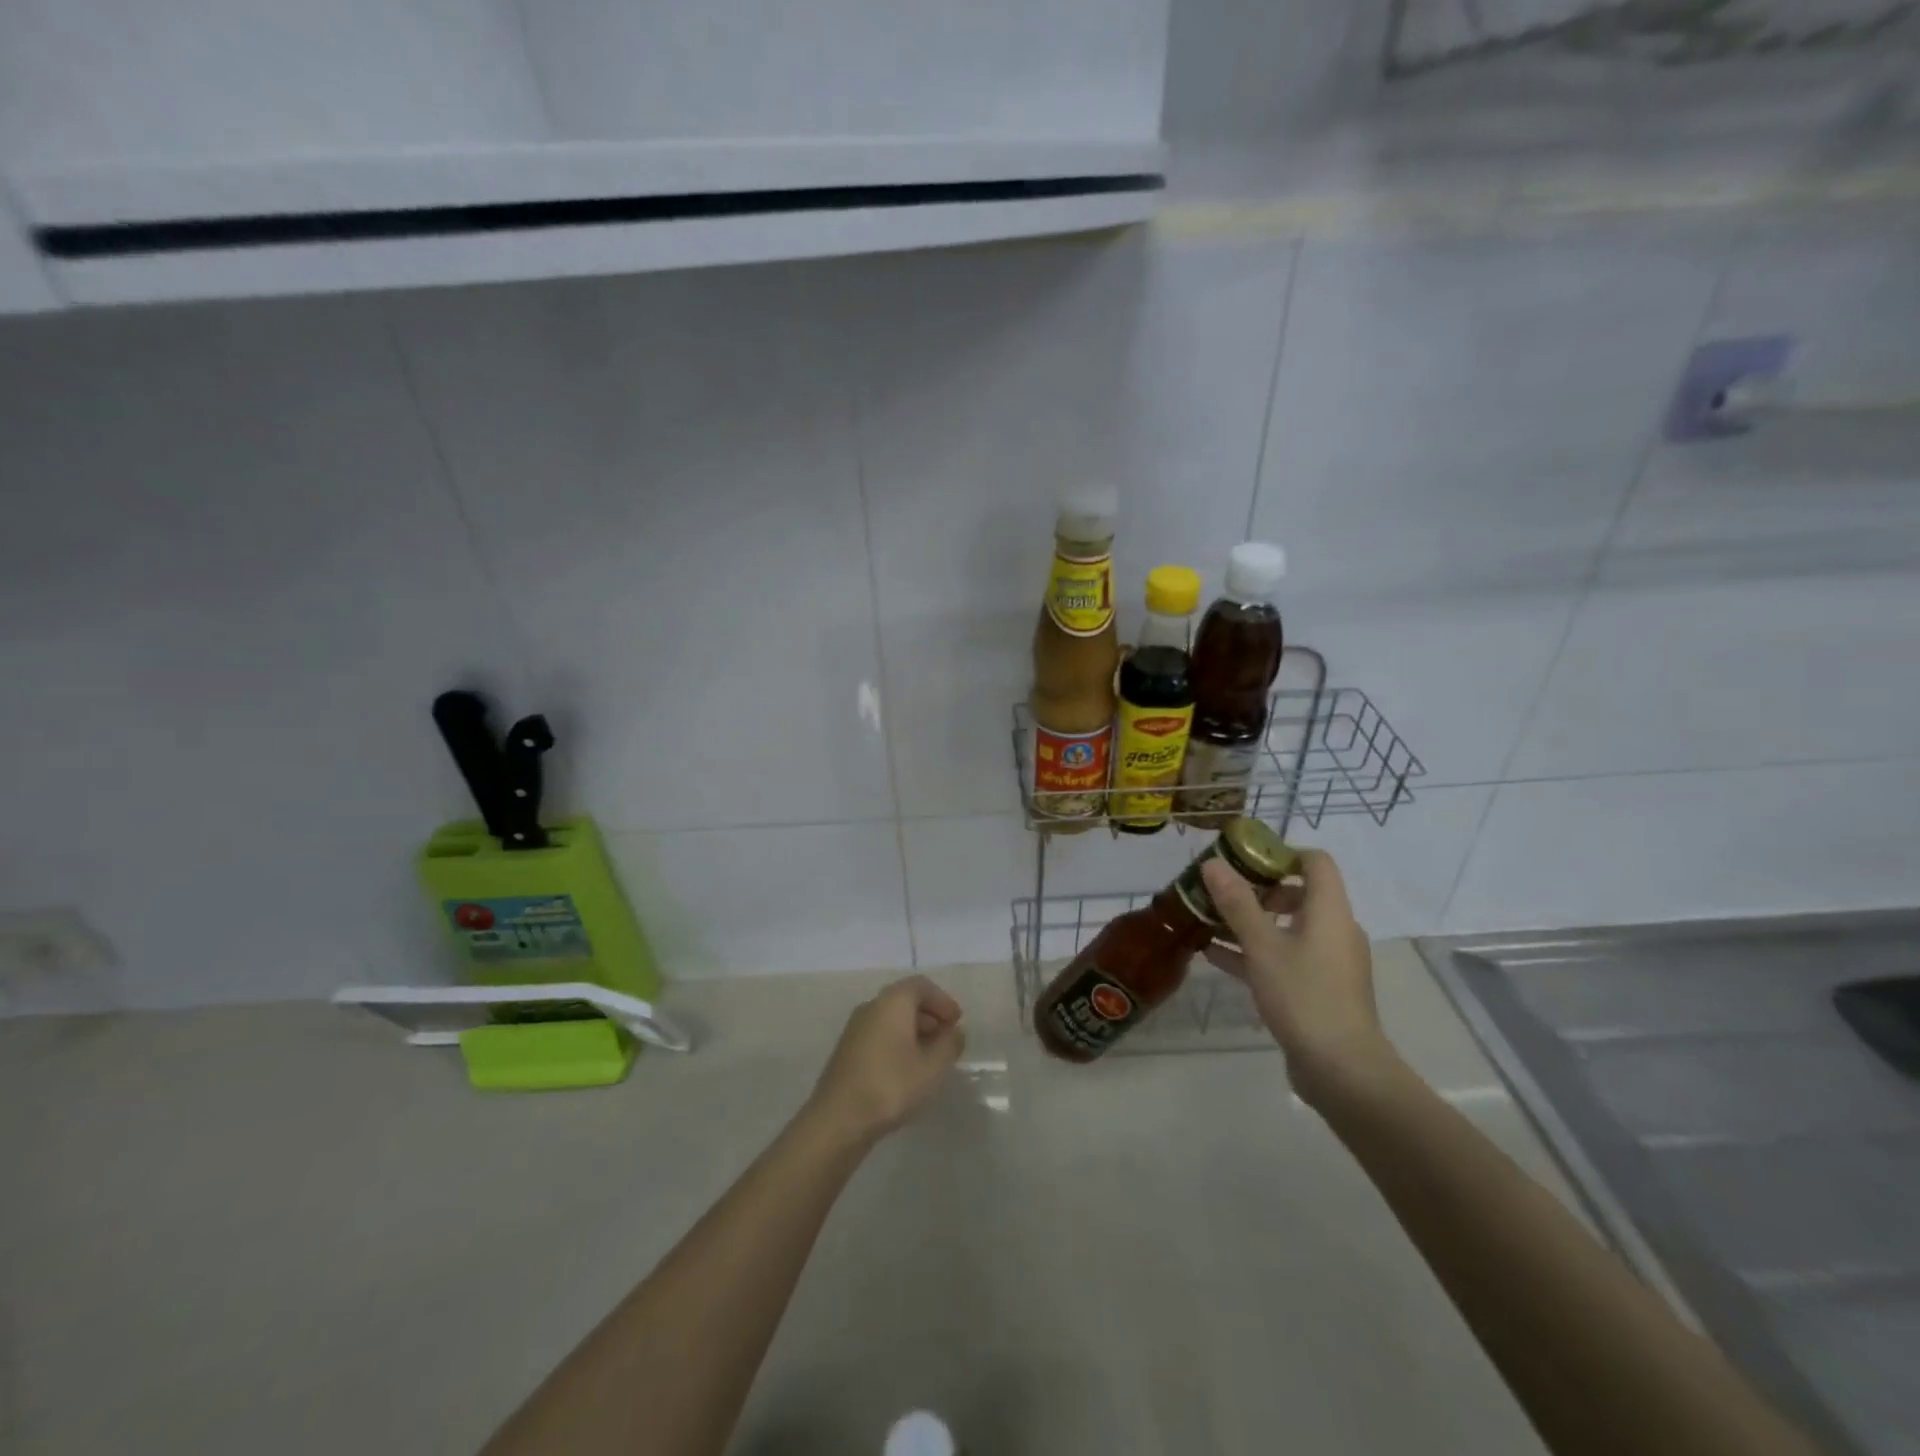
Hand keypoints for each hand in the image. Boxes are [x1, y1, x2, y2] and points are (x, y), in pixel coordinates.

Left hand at [804, 976, 965, 1145]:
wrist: (838, 1119)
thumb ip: (949, 1044)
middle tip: (947, 1040)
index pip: (921, 986)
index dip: (943, 1001)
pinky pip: (879, 1034)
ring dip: (914, 1031)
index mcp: (892, 1002)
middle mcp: (871, 1006)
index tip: (957, 1022)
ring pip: (891, 1018)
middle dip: (930, 1016)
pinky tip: (906, 1070)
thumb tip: (955, 1031)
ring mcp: (855, 1028)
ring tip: (930, 1058)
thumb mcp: (932, 1067)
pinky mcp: (847, 1050)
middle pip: (905, 1000)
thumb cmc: (891, 1085)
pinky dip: (897, 1042)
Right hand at [1201, 850, 1392, 1103]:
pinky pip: (1284, 957)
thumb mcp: (1262, 945)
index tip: (1243, 859)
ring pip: (1287, 928)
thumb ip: (1237, 902)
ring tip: (1209, 921)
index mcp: (1330, 910)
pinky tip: (1216, 955)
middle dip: (1256, 890)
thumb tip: (1213, 863)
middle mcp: (1335, 930)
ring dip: (1250, 922)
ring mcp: (1328, 962)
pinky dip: (1255, 952)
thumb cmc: (1303, 995)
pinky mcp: (1319, 989)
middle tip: (1218, 892)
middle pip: (1298, 894)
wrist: (1342, 1069)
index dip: (1281, 853)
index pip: (1315, 862)